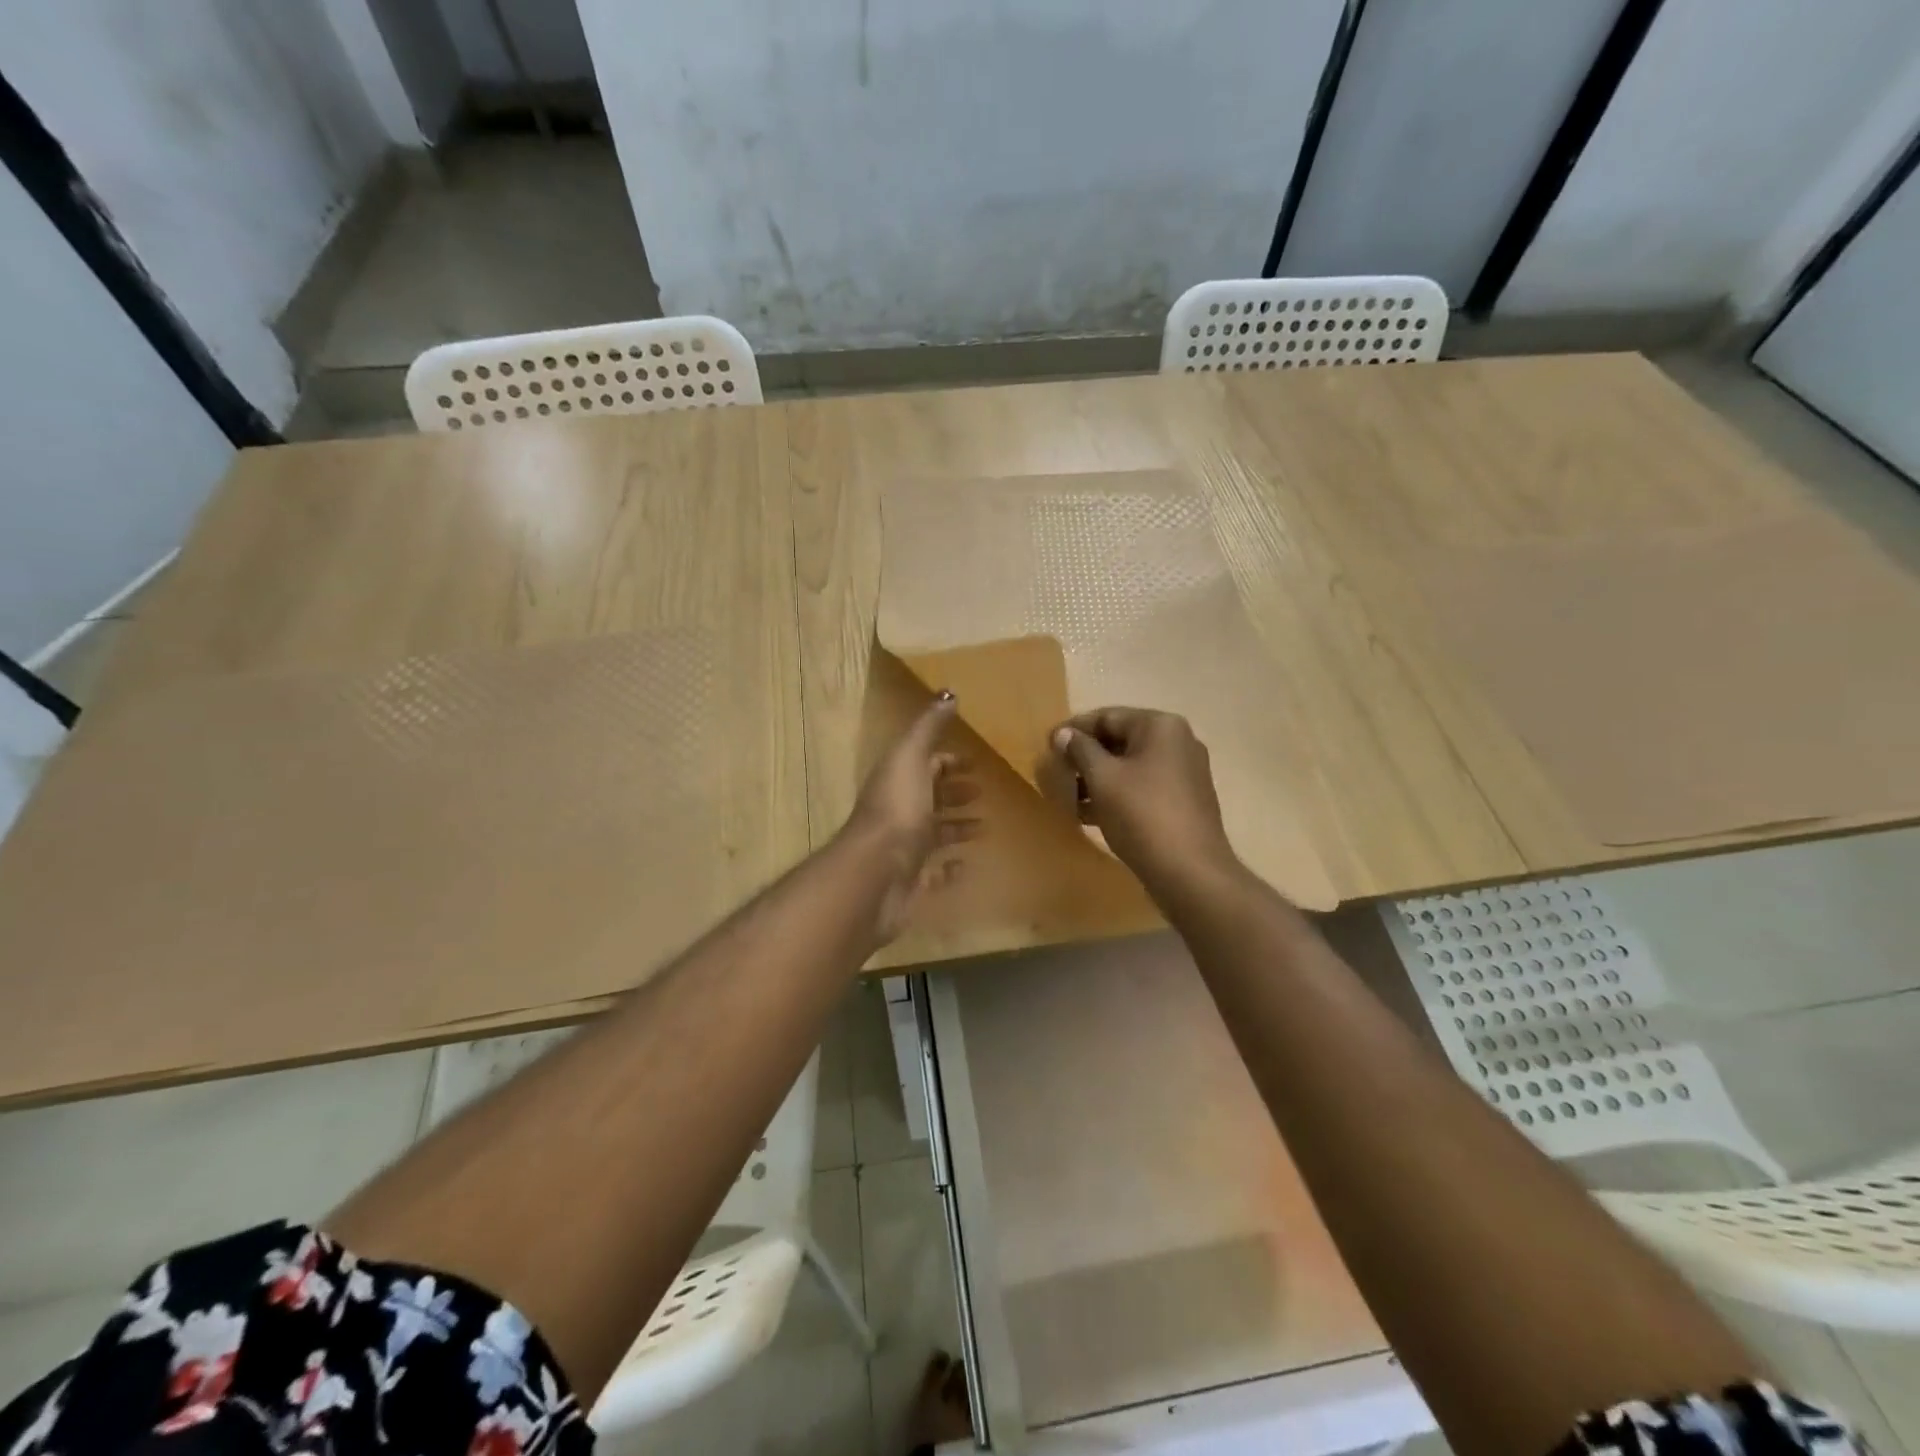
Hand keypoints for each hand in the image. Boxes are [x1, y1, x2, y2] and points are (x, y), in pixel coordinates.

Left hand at [840, 693, 978, 943]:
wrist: (876, 872)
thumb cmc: (898, 810)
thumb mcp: (911, 758)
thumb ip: (928, 728)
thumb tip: (948, 694)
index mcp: (899, 781)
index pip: (925, 765)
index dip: (948, 762)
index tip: (975, 763)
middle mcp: (899, 812)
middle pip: (930, 798)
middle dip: (954, 793)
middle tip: (983, 793)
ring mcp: (904, 848)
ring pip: (933, 834)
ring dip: (957, 828)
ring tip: (985, 827)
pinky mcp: (911, 881)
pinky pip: (933, 872)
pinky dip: (949, 868)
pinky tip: (968, 865)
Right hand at [1047, 708, 1239, 906]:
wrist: (1190, 872)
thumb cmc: (1142, 816)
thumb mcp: (1102, 778)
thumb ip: (1080, 750)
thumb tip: (1063, 733)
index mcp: (1160, 726)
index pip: (1107, 716)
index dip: (1074, 730)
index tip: (1047, 747)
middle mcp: (1178, 742)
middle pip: (1120, 740)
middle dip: (1085, 757)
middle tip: (1056, 774)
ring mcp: (1184, 772)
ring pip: (1130, 766)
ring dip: (1097, 779)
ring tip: (1068, 798)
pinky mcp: (1184, 801)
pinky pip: (1142, 787)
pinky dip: (1116, 795)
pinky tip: (1090, 815)